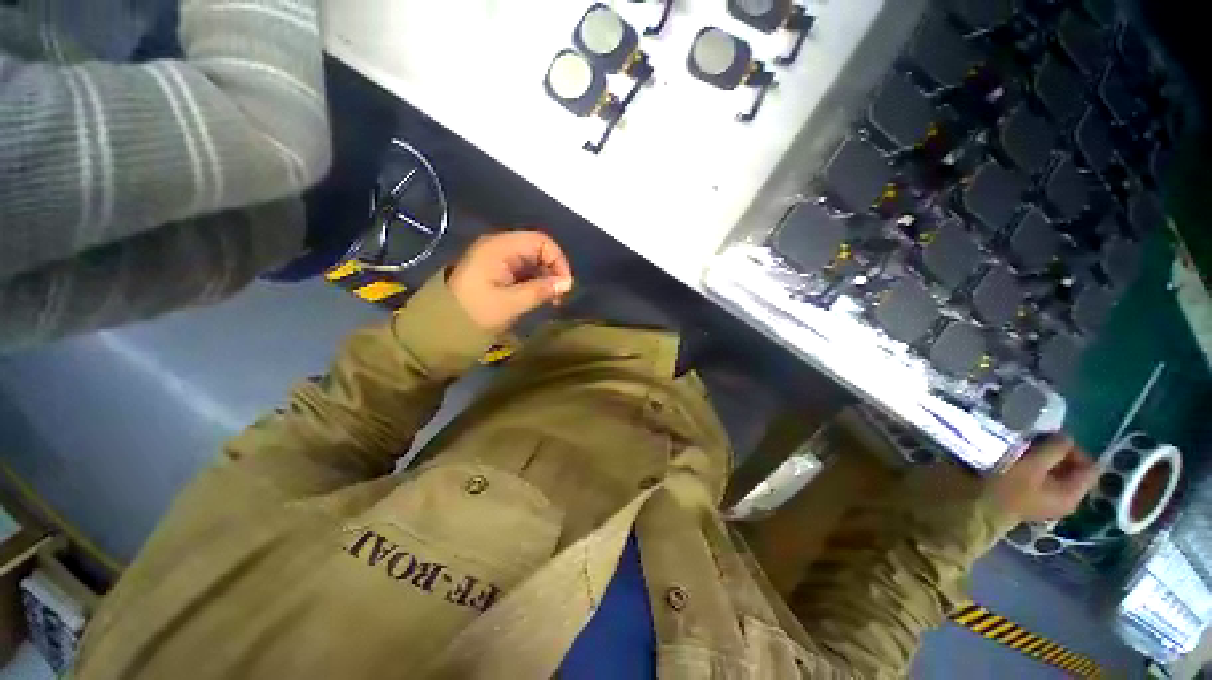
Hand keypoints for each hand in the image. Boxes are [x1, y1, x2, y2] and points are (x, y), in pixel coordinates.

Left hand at [447, 231, 573, 333]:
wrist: (441, 326)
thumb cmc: (476, 311)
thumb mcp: (511, 303)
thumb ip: (541, 290)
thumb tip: (568, 283)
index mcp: (500, 247)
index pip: (540, 241)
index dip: (558, 260)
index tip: (565, 284)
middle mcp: (499, 247)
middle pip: (537, 249)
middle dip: (553, 270)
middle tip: (559, 295)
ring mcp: (496, 258)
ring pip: (531, 261)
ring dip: (544, 278)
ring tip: (550, 300)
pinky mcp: (495, 271)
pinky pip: (522, 270)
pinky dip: (534, 282)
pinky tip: (538, 297)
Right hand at [990, 434, 1098, 521]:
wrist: (978, 508)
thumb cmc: (1007, 487)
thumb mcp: (1032, 464)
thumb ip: (1054, 449)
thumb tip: (1066, 437)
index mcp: (1072, 495)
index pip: (1090, 468)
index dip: (1074, 450)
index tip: (1051, 440)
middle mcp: (1066, 501)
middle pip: (1073, 471)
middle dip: (1057, 454)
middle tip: (1035, 443)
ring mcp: (1048, 502)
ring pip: (1055, 474)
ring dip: (1043, 460)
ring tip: (1023, 450)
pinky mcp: (1033, 499)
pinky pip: (1042, 479)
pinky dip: (1034, 468)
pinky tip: (1018, 462)